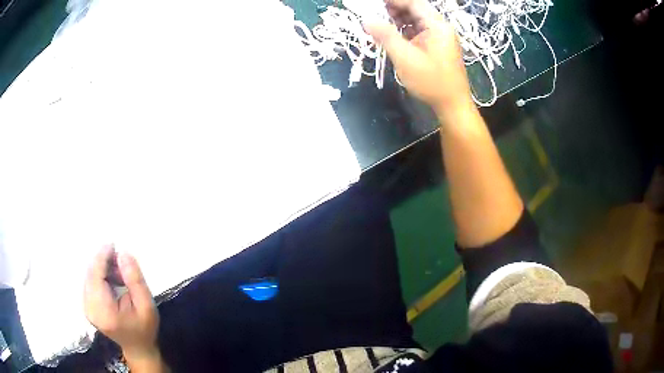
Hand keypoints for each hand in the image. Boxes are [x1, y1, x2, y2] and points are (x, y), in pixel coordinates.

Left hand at [84, 245, 158, 359]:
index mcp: (104, 312)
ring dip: (102, 270)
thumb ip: (135, 279)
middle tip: (121, 262)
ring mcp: (86, 308)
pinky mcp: (86, 306)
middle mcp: (90, 309)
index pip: (96, 276)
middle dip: (103, 263)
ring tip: (120, 275)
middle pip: (91, 274)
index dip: (102, 257)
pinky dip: (100, 277)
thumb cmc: (144, 328)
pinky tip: (112, 282)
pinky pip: (89, 282)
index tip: (113, 245)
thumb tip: (123, 253)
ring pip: (89, 276)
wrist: (138, 348)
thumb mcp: (146, 305)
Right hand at [365, 0, 472, 113]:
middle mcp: (440, 27)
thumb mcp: (406, 58)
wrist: (453, 106)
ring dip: (398, 20)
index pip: (414, 3)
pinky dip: (404, 31)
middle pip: (415, 10)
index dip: (394, 0)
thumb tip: (366, 21)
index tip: (374, 3)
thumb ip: (386, 36)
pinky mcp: (436, 47)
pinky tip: (391, 35)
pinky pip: (418, 32)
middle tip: (373, 12)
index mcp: (437, 26)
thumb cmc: (432, 82)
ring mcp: (439, 37)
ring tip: (379, 22)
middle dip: (393, 9)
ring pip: (416, 21)